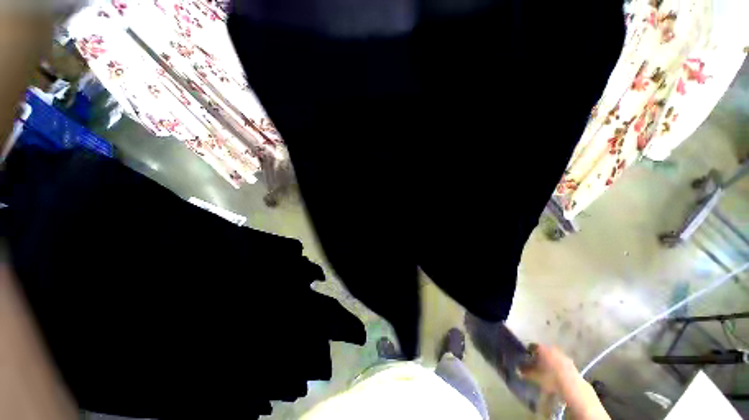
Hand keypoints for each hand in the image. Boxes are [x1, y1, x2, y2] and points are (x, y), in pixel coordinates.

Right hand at [520, 343, 578, 393]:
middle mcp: (551, 348)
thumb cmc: (549, 377)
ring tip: (546, 371)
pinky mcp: (570, 363)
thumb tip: (517, 369)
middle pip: (542, 350)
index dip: (527, 352)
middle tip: (535, 365)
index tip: (525, 359)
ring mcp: (562, 355)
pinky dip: (557, 367)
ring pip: (552, 356)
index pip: (531, 346)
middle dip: (539, 357)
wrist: (571, 384)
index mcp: (540, 347)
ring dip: (549, 361)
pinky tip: (555, 375)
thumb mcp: (533, 375)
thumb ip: (524, 371)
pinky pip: (560, 363)